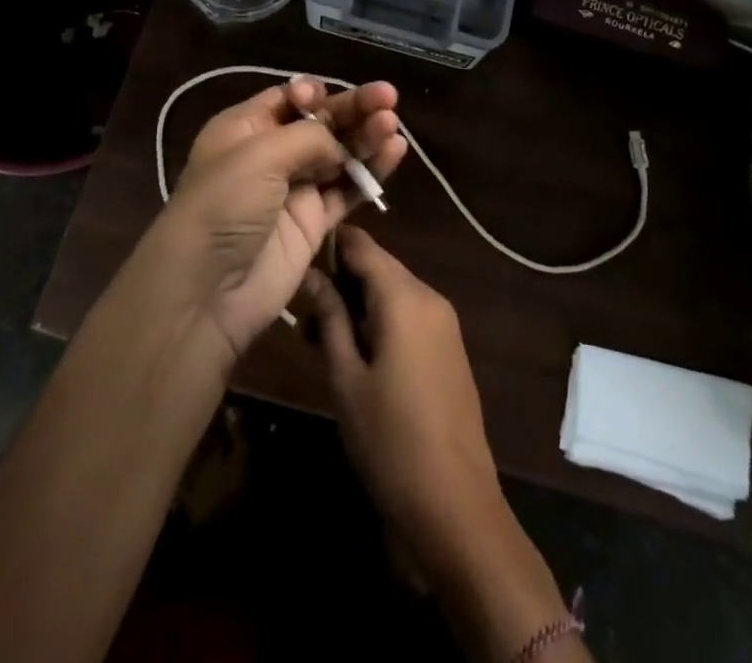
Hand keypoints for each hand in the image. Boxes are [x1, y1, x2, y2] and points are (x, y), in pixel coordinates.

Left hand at [153, 77, 406, 365]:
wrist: (206, 291)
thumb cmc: (223, 205)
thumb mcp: (259, 154)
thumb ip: (309, 137)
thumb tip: (339, 146)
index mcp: (244, 128)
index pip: (287, 98)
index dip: (312, 92)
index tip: (326, 95)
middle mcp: (271, 153)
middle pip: (321, 122)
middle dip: (353, 108)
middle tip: (388, 97)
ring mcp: (294, 189)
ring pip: (340, 154)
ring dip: (366, 136)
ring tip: (392, 124)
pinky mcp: (314, 223)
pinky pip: (348, 189)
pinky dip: (372, 171)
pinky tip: (395, 150)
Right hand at [298, 227, 505, 564]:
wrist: (456, 505)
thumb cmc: (390, 441)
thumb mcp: (346, 379)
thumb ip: (329, 318)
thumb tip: (310, 275)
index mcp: (405, 297)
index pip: (362, 244)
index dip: (328, 246)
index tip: (295, 261)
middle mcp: (430, 297)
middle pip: (378, 267)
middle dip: (340, 281)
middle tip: (302, 314)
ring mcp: (444, 322)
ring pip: (392, 291)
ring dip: (357, 304)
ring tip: (320, 339)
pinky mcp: (449, 346)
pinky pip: (409, 314)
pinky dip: (380, 320)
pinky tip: (355, 354)